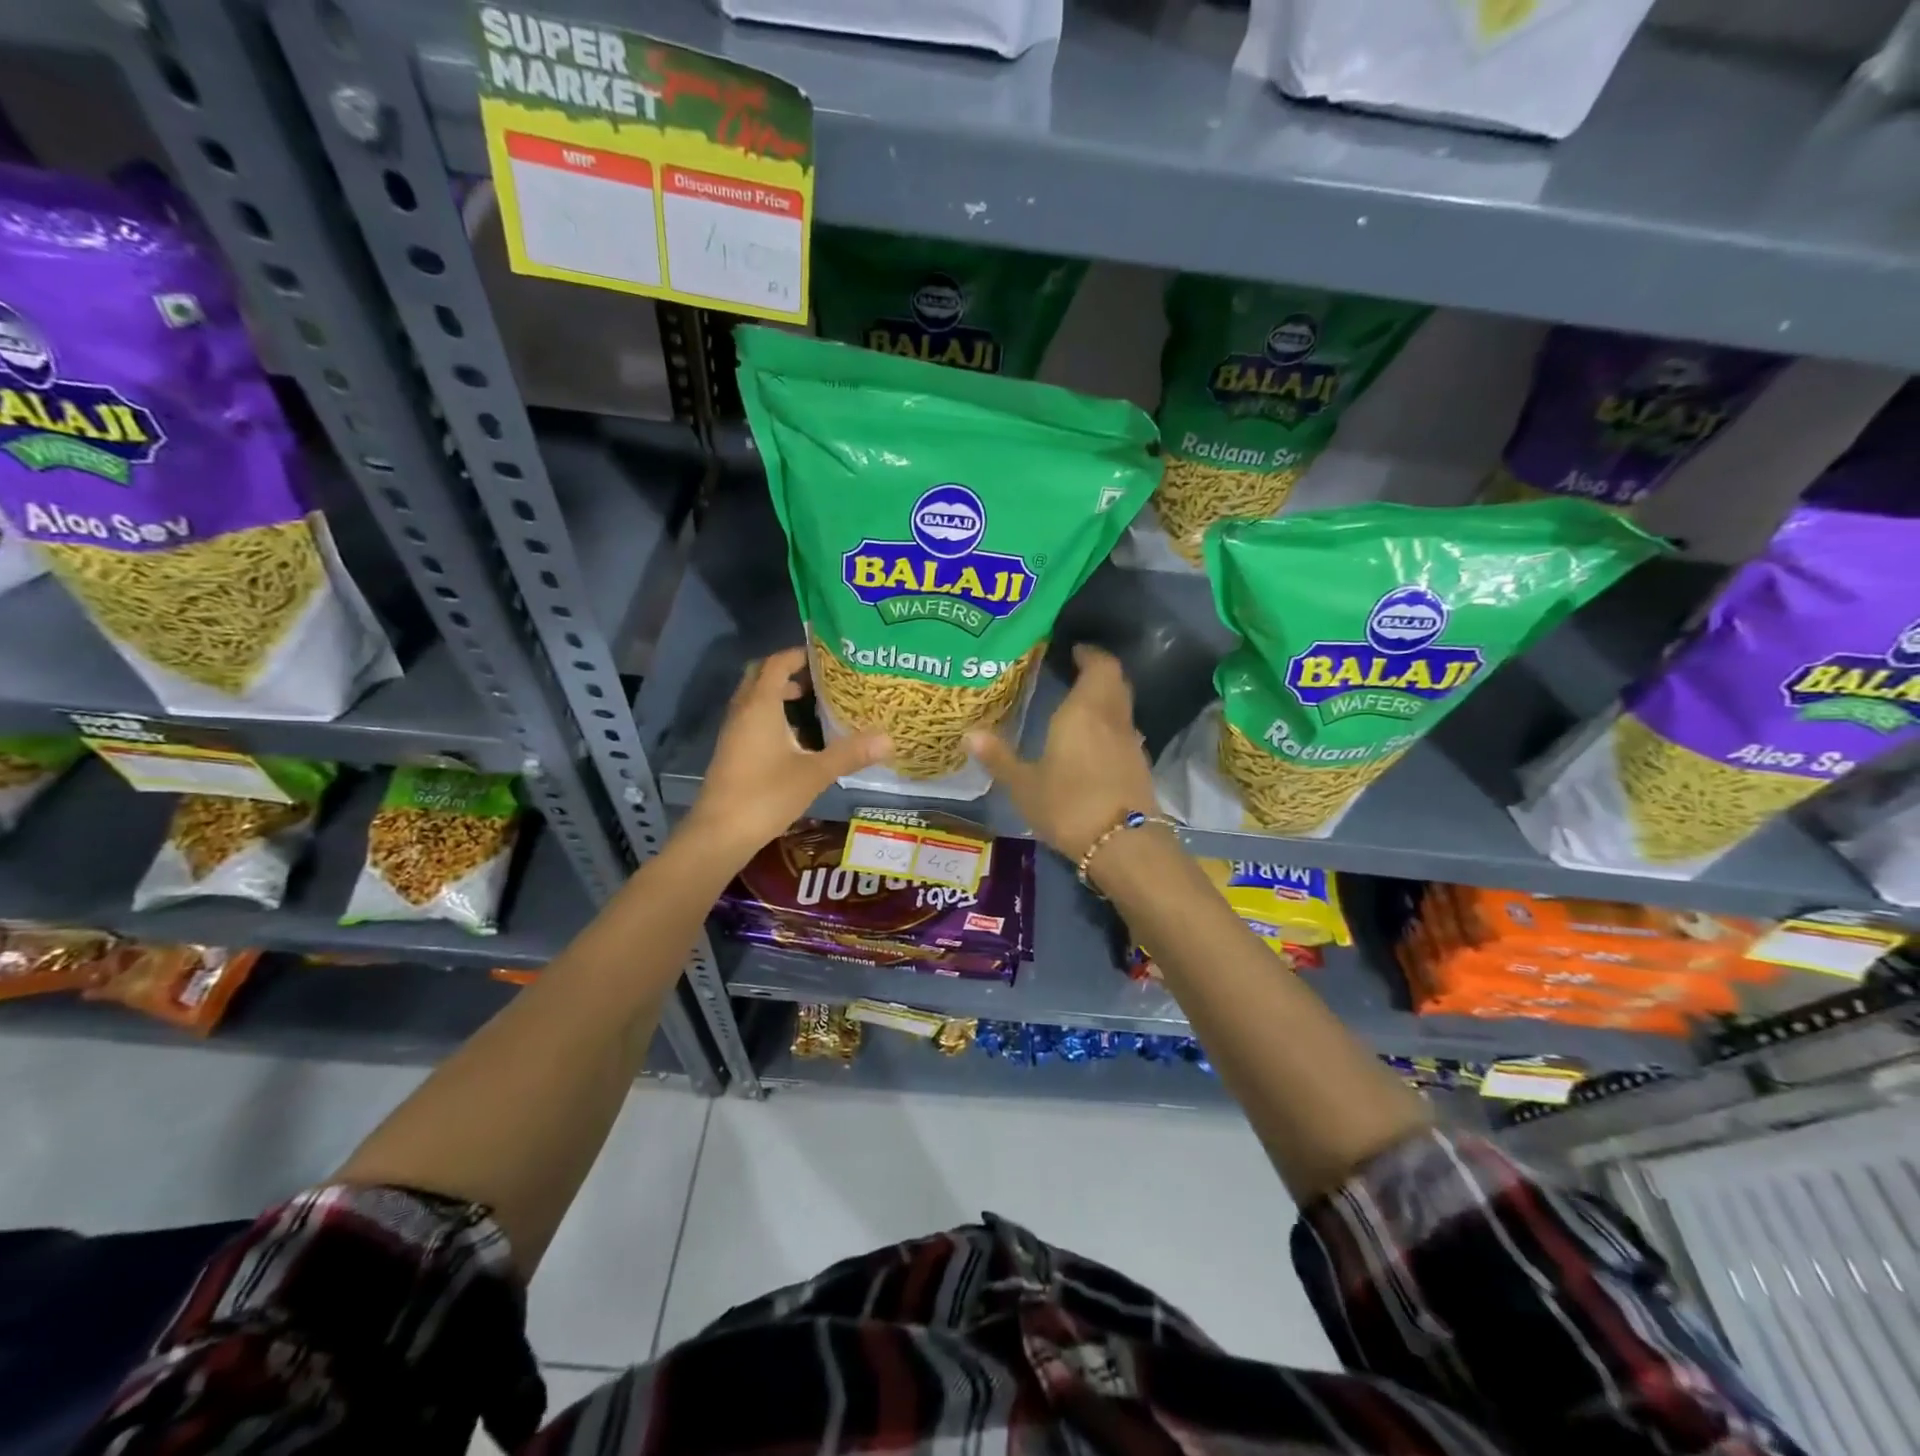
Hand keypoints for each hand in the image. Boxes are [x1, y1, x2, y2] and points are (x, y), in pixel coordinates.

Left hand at [683, 648, 889, 865]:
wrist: (720, 833)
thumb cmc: (766, 795)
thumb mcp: (814, 773)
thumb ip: (850, 753)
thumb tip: (889, 739)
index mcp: (760, 706)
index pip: (777, 664)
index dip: (799, 655)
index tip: (824, 655)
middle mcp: (743, 711)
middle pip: (760, 676)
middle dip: (787, 671)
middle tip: (818, 677)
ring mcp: (733, 732)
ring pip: (753, 698)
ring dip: (777, 693)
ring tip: (809, 702)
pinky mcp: (731, 752)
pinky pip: (750, 718)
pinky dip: (770, 714)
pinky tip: (793, 736)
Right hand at [967, 644, 1159, 862]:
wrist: (1123, 845)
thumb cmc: (1068, 805)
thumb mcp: (1024, 784)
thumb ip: (999, 757)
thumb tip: (969, 733)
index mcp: (1084, 710)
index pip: (1099, 665)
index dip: (1090, 654)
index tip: (1074, 650)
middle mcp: (1113, 718)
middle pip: (1115, 681)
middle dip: (1097, 672)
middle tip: (1073, 672)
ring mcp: (1131, 742)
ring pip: (1122, 707)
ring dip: (1106, 700)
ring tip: (1078, 706)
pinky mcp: (1139, 766)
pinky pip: (1124, 732)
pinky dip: (1110, 726)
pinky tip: (1092, 743)